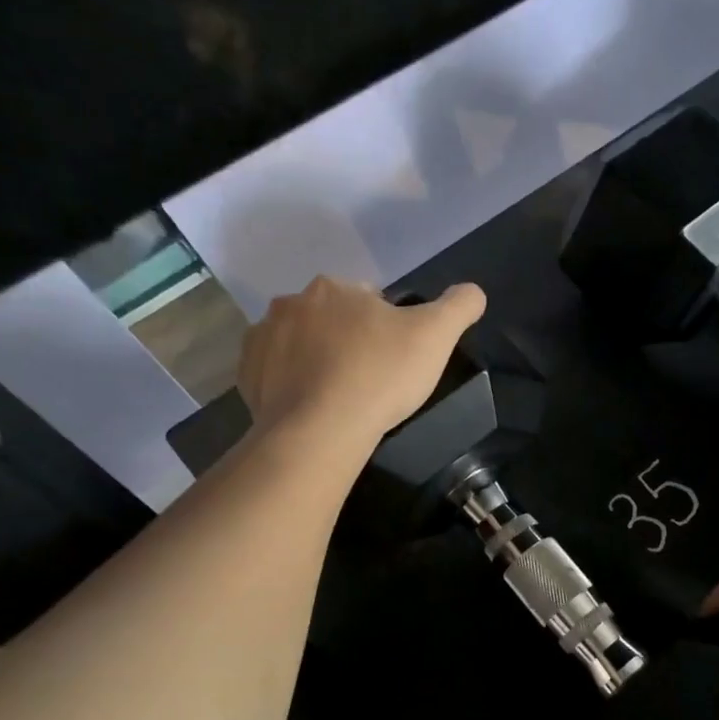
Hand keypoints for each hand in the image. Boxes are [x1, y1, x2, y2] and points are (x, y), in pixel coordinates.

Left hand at [238, 278, 486, 444]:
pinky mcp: (245, 375)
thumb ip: (459, 305)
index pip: (368, 298)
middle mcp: (291, 303)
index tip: (396, 358)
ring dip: (319, 358)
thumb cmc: (380, 376)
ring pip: (300, 342)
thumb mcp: (436, 336)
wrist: (319, 431)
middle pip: (331, 318)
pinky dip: (292, 382)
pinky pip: (274, 371)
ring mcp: (262, 338)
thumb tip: (472, 292)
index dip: (387, 327)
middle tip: (372, 377)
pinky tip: (314, 405)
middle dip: (349, 339)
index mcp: (334, 288)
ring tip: (342, 395)